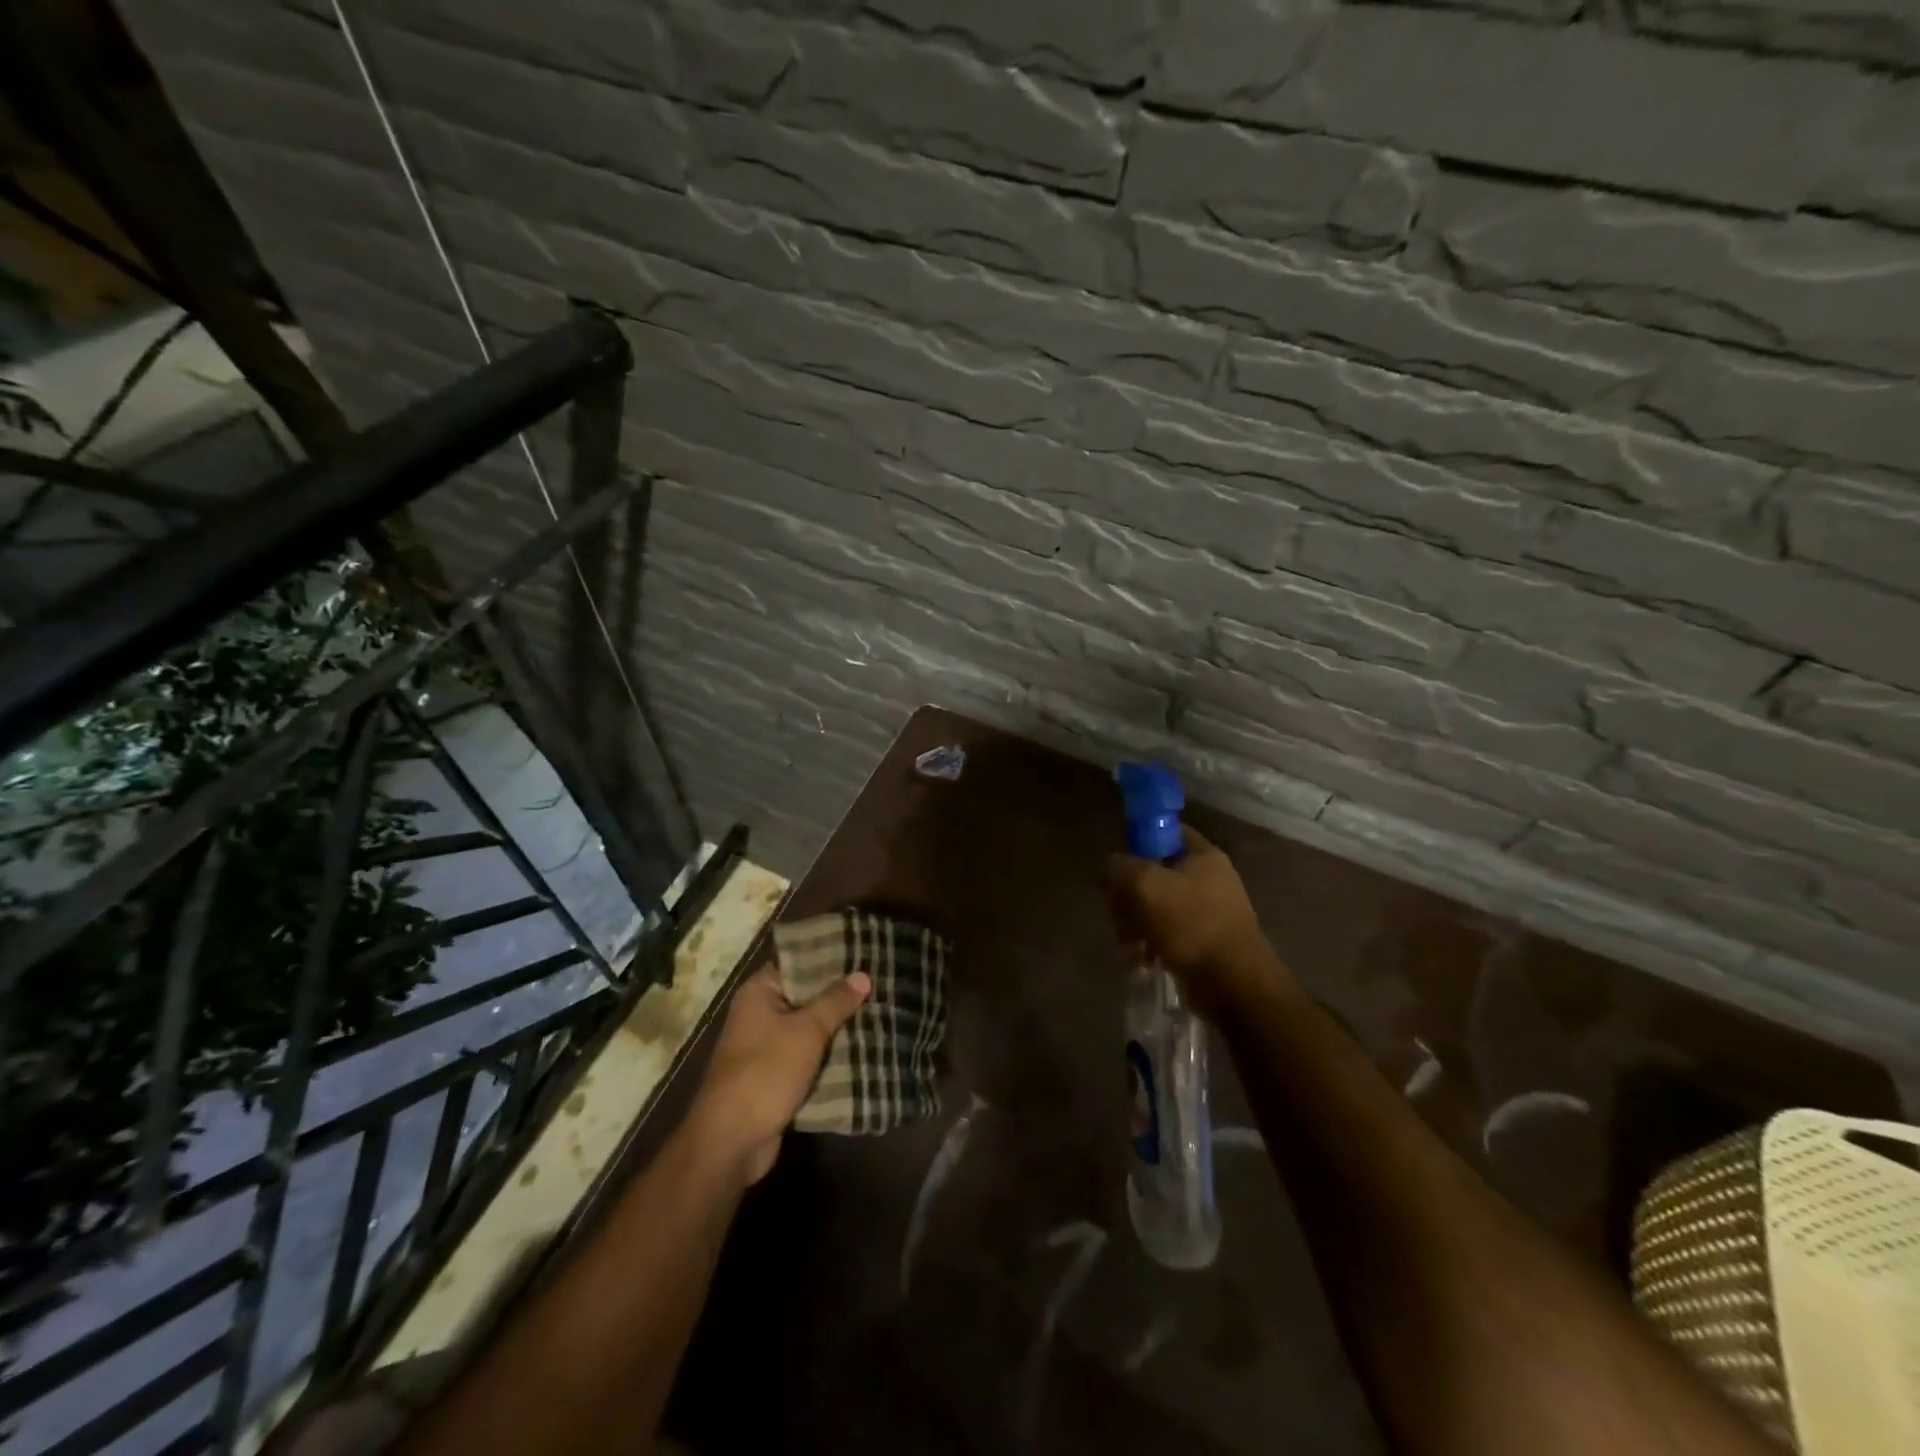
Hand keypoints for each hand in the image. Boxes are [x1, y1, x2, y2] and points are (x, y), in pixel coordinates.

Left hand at [687, 963, 870, 1184]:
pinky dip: (829, 1055)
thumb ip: (835, 1002)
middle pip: (806, 997)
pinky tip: (864, 1048)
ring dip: (838, 1028)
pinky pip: (808, 1057)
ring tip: (880, 1012)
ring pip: (810, 1029)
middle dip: (840, 997)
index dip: (830, 960)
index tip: (864, 955)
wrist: (732, 1141)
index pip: (799, 964)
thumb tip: (862, 975)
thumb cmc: (766, 1071)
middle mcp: (759, 1014)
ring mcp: (766, 1047)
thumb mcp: (807, 1031)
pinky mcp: (775, 1076)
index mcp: (759, 992)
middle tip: (880, 984)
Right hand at [1105, 825, 1284, 1013]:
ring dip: (1136, 922)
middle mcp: (1209, 878)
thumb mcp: (1145, 884)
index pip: (1165, 832)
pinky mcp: (1205, 941)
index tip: (1119, 866)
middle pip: (1155, 873)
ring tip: (1127, 942)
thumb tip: (1111, 868)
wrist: (1233, 983)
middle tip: (1117, 913)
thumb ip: (1120, 867)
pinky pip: (1168, 932)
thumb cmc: (1191, 924)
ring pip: (1158, 905)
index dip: (1138, 842)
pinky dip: (1151, 942)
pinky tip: (1142, 958)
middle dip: (1129, 894)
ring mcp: (1209, 911)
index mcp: (1203, 855)